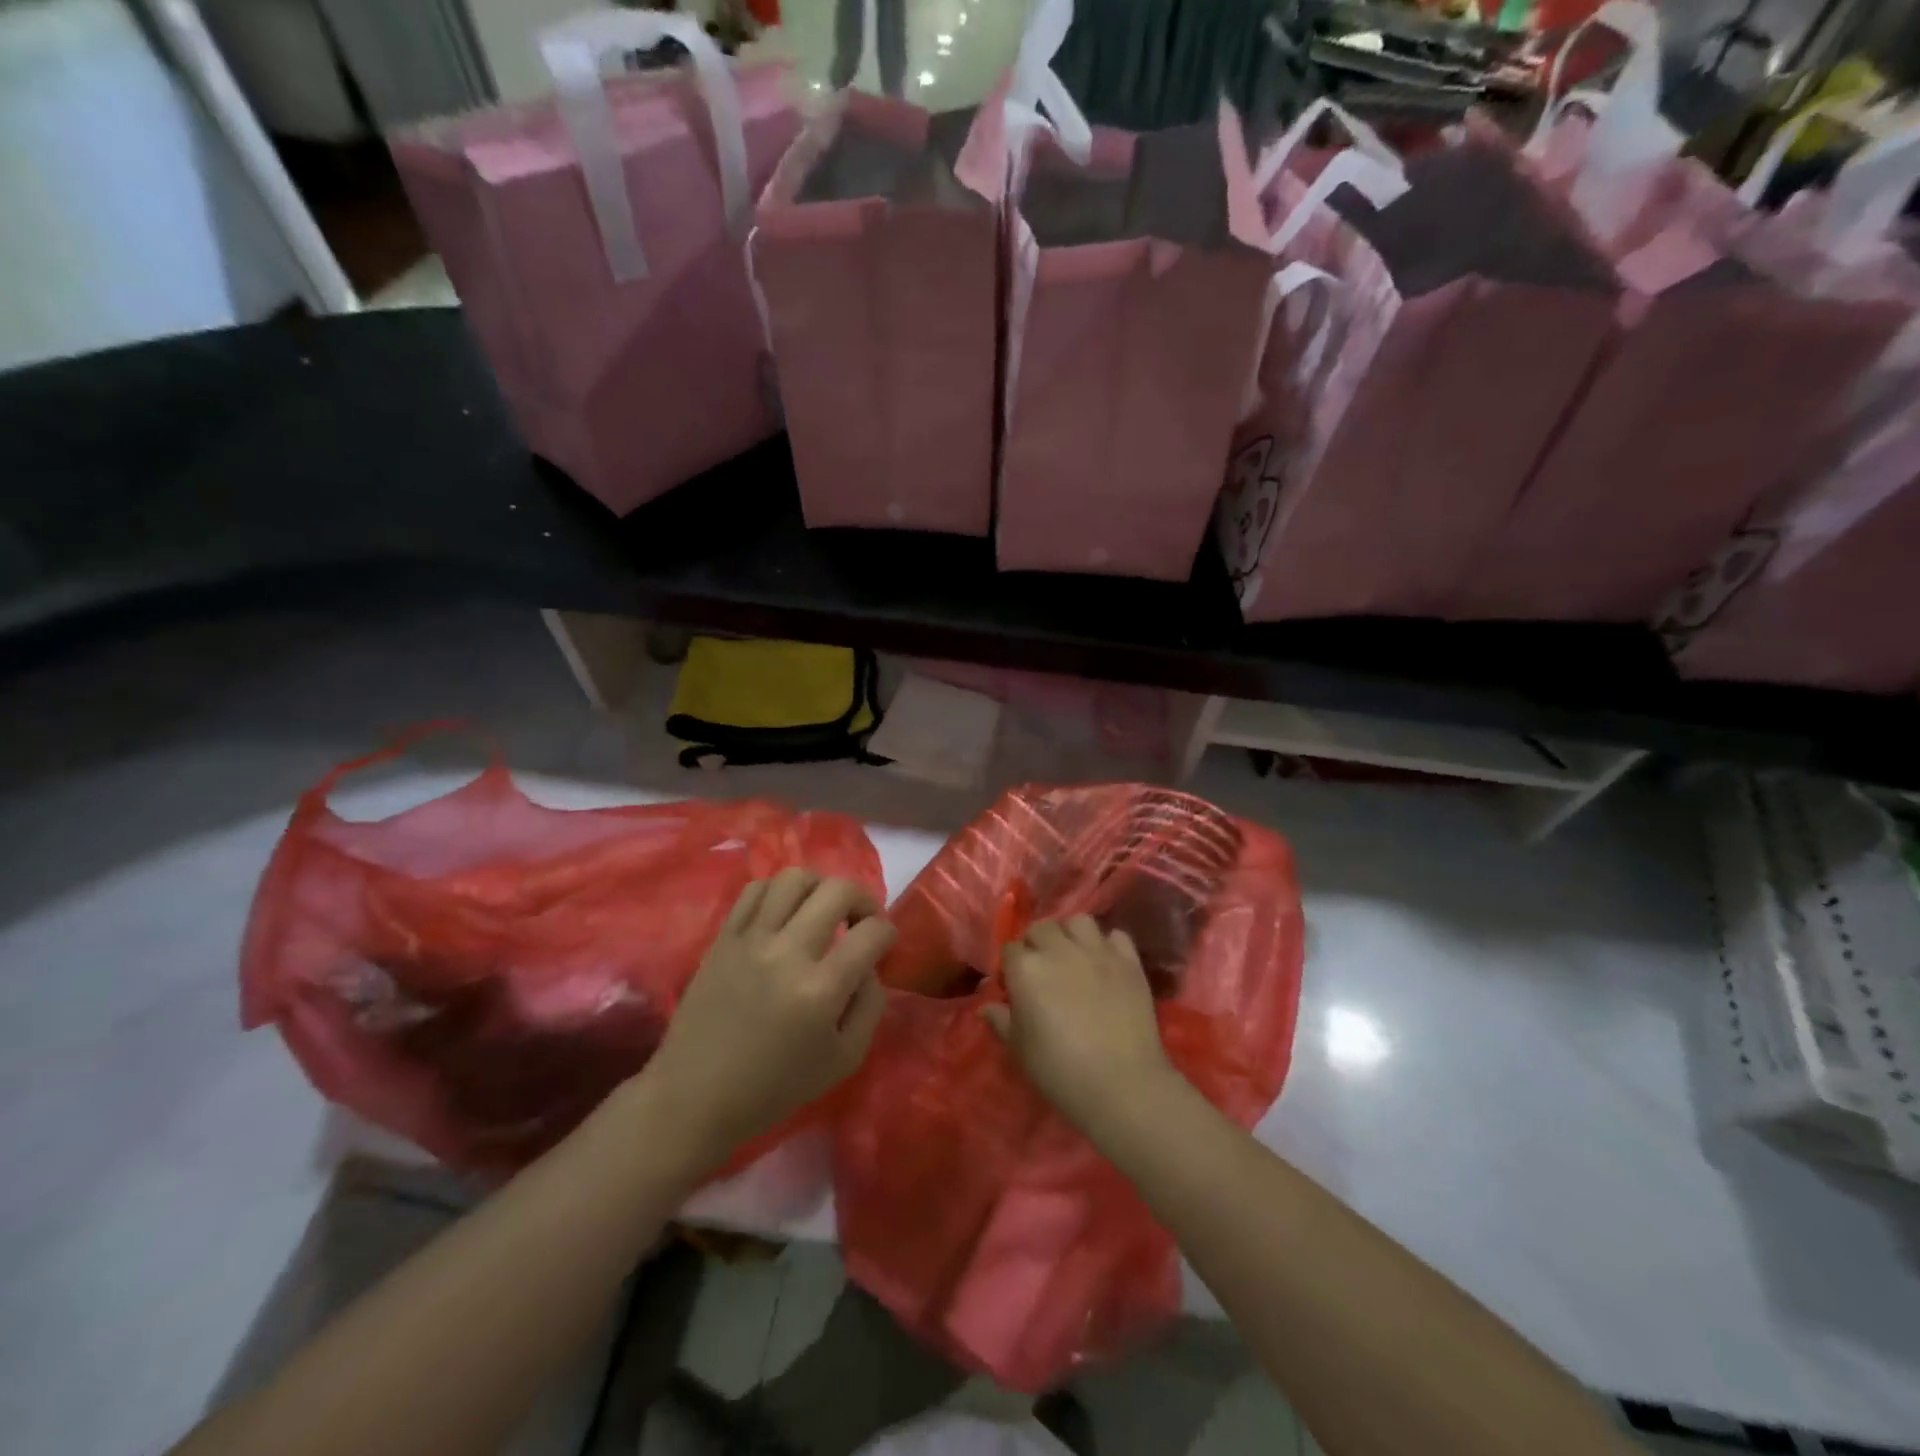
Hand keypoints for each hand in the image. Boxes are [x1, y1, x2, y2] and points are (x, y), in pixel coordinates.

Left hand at [641, 870, 893, 1166]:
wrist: (695, 1097)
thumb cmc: (774, 1087)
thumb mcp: (844, 1060)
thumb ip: (870, 1006)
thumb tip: (870, 965)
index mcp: (820, 990)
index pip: (872, 932)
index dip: (888, 933)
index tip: (884, 944)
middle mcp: (787, 953)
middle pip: (838, 890)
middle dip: (863, 899)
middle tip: (860, 922)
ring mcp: (750, 939)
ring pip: (795, 877)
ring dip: (820, 888)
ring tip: (821, 912)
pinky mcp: (723, 937)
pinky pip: (756, 889)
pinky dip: (779, 892)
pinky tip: (785, 915)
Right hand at [983, 915, 1179, 1137]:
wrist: (1120, 1083)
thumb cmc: (1059, 1070)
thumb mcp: (1019, 1049)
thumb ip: (1001, 1021)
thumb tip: (986, 1007)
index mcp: (1026, 968)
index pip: (1010, 949)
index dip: (1010, 966)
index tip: (1014, 986)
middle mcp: (1060, 949)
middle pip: (1042, 928)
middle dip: (1037, 943)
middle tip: (1042, 969)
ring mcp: (1097, 951)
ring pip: (1078, 922)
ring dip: (1070, 933)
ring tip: (1073, 955)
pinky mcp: (1128, 961)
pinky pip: (1116, 936)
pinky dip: (1108, 944)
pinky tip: (1105, 962)